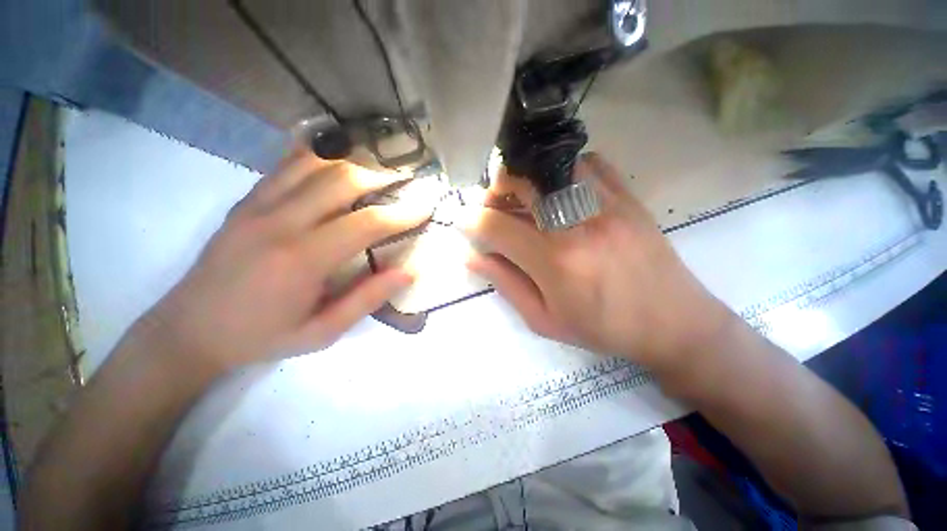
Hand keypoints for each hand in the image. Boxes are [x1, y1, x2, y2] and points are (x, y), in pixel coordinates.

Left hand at [136, 151, 431, 373]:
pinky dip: (316, 155)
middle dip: (382, 178)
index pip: (366, 223)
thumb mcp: (322, 332)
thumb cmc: (261, 337)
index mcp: (303, 260)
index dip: (403, 213)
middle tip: (407, 183)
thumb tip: (408, 272)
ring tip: (378, 172)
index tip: (426, 207)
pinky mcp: (246, 202)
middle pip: (342, 181)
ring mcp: (258, 206)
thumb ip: (367, 299)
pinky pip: (285, 166)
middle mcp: (280, 222)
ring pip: (314, 165)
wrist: (188, 330)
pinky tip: (335, 157)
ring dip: (354, 163)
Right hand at [461, 153, 733, 370]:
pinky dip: (562, 171)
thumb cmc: (603, 329)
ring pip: (551, 165)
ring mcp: (606, 204)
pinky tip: (558, 192)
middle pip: (521, 180)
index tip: (464, 223)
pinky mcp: (627, 197)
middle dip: (495, 190)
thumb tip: (472, 257)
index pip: (495, 226)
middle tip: (494, 209)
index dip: (471, 221)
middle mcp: (576, 224)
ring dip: (526, 178)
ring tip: (524, 200)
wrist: (673, 322)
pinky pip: (588, 163)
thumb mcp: (544, 319)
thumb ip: (505, 283)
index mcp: (554, 261)